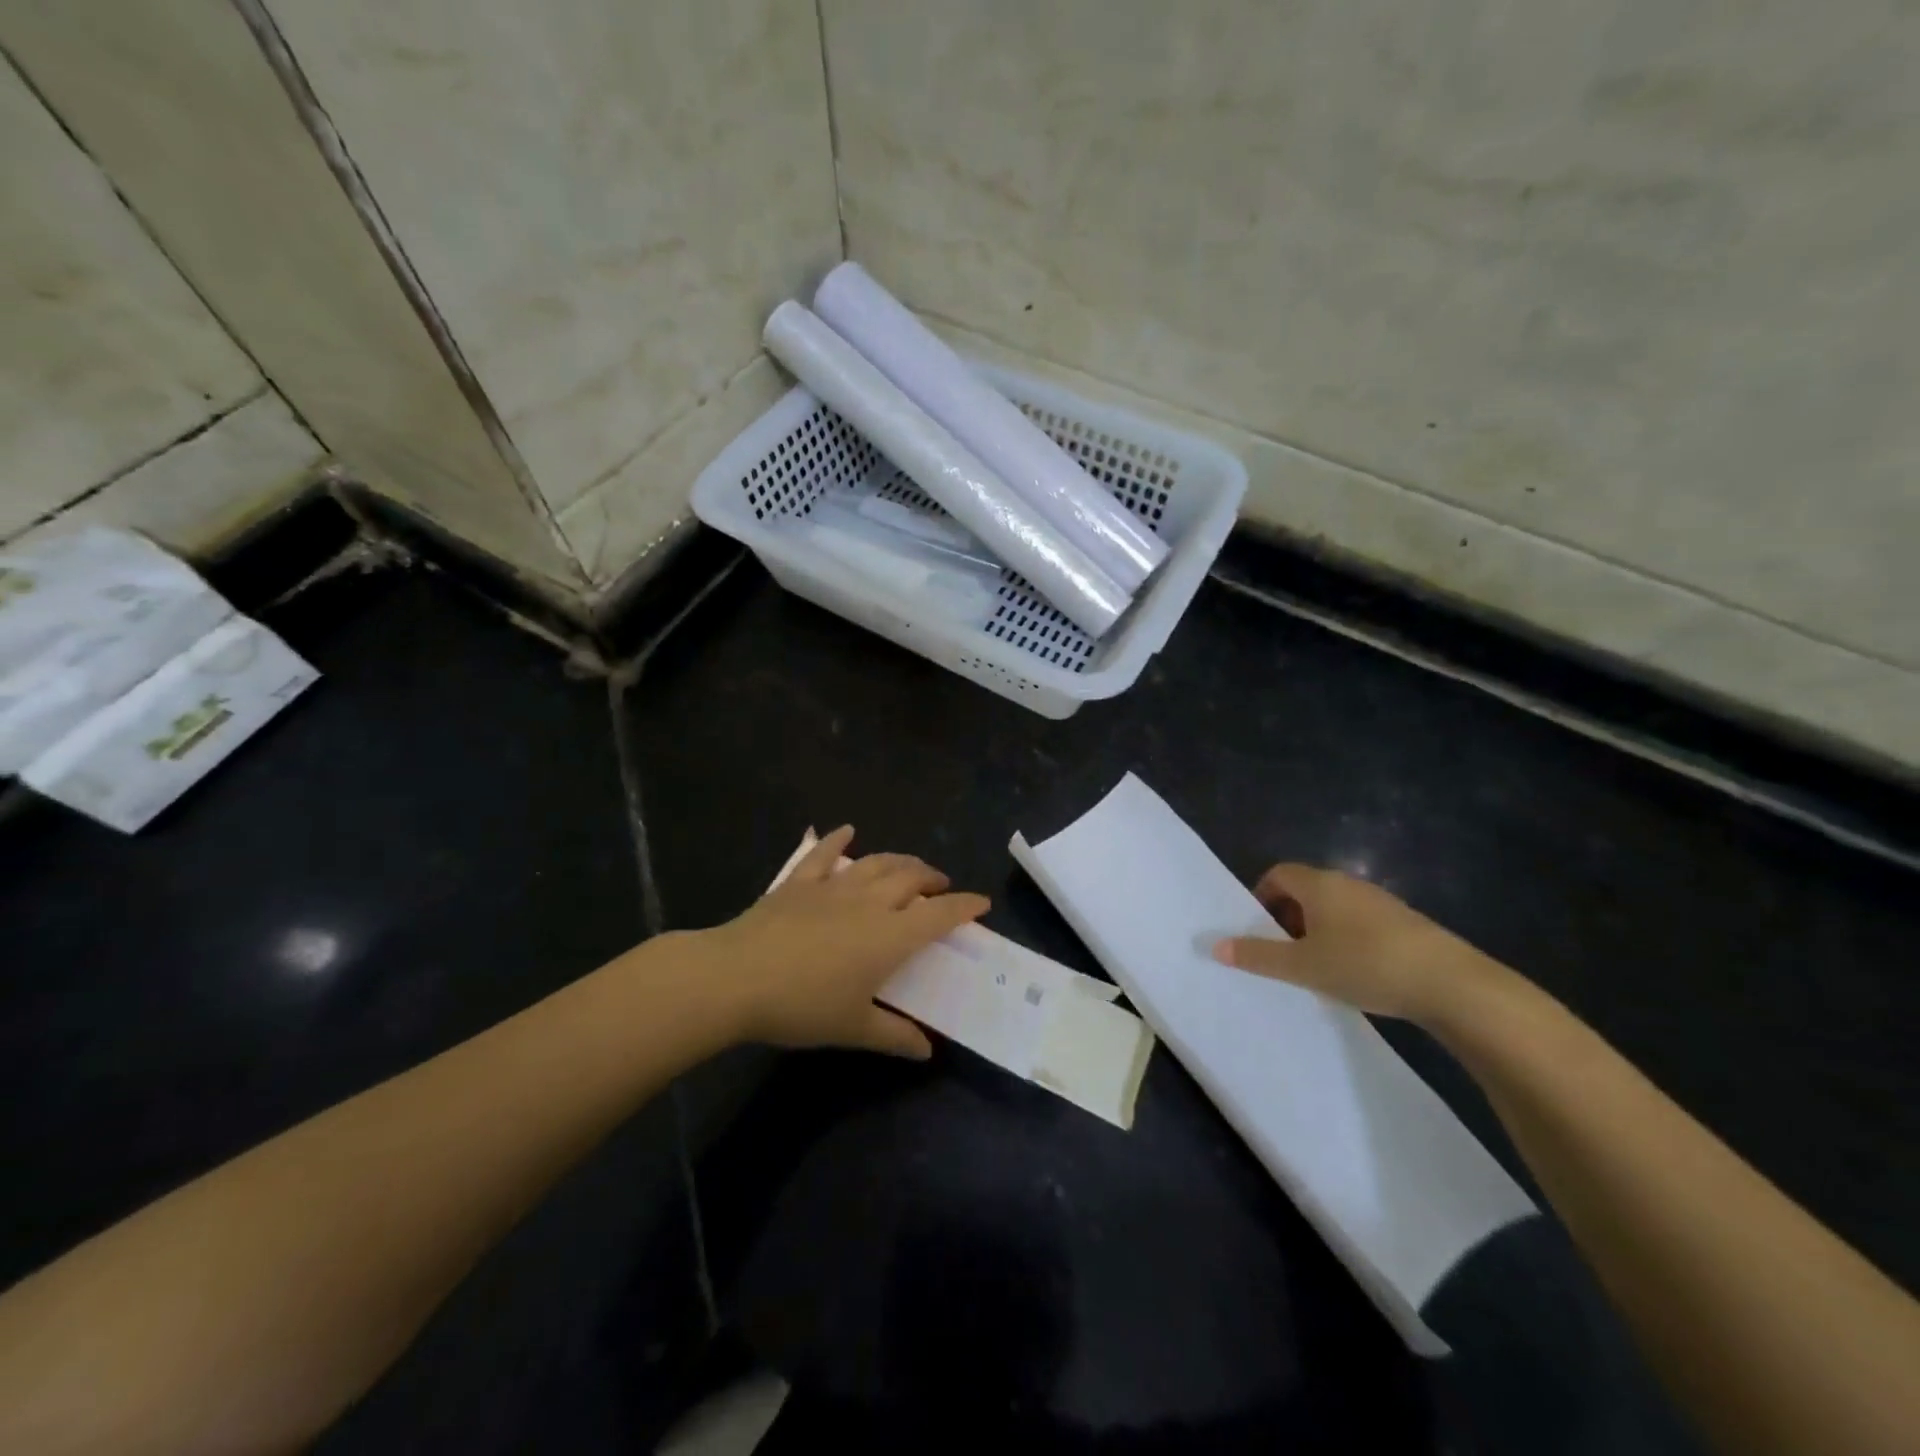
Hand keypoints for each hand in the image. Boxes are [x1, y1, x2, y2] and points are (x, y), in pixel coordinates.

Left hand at [697, 826, 989, 1058]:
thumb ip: (894, 1036)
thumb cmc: (802, 1006)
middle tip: (940, 886)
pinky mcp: (799, 882)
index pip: (938, 915)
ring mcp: (832, 887)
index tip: (981, 903)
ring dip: (899, 860)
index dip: (963, 907)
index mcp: (889, 936)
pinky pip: (823, 854)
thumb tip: (926, 1050)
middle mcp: (868, 902)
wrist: (736, 978)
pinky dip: (838, 840)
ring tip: (909, 866)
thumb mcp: (853, 1028)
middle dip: (932, 879)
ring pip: (876, 862)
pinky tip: (846, 830)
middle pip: (910, 878)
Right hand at [1212, 863, 1501, 1025]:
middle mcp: (1348, 883)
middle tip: (1283, 953)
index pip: (1278, 874)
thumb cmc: (1365, 965)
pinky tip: (1355, 974)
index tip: (1259, 930)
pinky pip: (1360, 922)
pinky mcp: (1406, 924)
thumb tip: (1216, 945)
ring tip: (1317, 968)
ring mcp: (1380, 902)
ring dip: (1318, 931)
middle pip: (1305, 889)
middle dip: (1287, 917)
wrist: (1452, 985)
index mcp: (1319, 884)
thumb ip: (1258, 956)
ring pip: (1334, 907)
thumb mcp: (1302, 966)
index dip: (1261, 897)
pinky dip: (1346, 940)